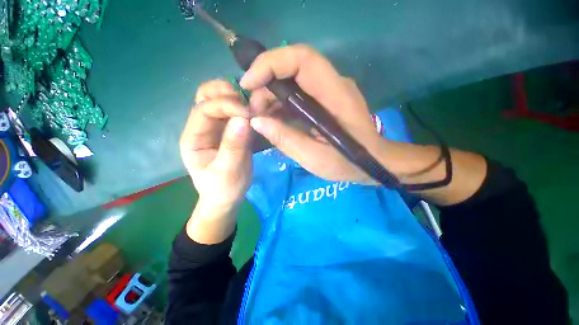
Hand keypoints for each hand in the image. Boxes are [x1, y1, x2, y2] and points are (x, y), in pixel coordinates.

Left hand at [180, 80, 252, 208]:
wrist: (227, 198)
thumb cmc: (223, 188)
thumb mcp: (228, 171)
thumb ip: (234, 146)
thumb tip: (243, 119)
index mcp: (193, 138)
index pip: (204, 110)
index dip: (226, 106)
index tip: (248, 114)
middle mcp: (201, 128)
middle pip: (205, 96)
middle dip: (226, 93)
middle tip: (247, 102)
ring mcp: (215, 128)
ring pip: (219, 99)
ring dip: (235, 97)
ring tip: (252, 105)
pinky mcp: (229, 131)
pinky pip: (234, 112)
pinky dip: (244, 107)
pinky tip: (255, 111)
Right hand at [240, 44, 383, 182]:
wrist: (372, 162)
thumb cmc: (348, 162)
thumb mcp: (315, 157)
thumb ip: (286, 139)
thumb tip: (257, 122)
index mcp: (335, 95)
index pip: (302, 59)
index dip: (270, 64)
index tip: (248, 83)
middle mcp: (333, 85)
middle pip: (293, 66)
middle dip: (266, 84)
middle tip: (253, 110)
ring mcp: (330, 90)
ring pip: (293, 80)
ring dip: (272, 95)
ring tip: (260, 117)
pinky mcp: (325, 100)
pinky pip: (298, 93)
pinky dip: (281, 103)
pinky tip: (274, 118)